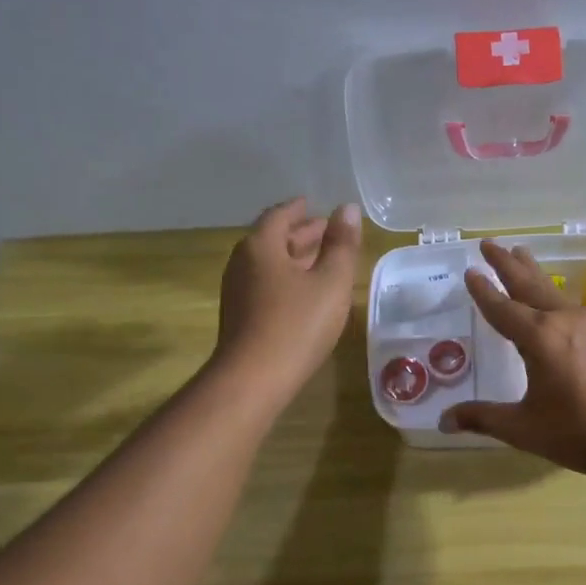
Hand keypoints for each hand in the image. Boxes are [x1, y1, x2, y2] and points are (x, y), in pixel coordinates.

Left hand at [215, 199, 362, 403]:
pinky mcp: (240, 316)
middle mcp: (242, 263)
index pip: (280, 215)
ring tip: (321, 260)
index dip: (299, 209)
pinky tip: (306, 292)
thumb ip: (342, 245)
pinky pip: (266, 284)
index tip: (314, 205)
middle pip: (272, 239)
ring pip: (269, 264)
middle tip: (327, 231)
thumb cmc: (297, 324)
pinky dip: (287, 278)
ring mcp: (238, 291)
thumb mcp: (330, 282)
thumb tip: (348, 209)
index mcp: (261, 246)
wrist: (254, 379)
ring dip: (294, 258)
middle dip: (300, 234)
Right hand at [441, 241, 585, 475]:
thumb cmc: (578, 431)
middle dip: (507, 264)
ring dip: (531, 272)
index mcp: (540, 338)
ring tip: (519, 252)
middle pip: (529, 285)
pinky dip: (549, 292)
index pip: (502, 308)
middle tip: (489, 243)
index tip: (470, 271)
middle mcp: (562, 322)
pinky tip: (551, 298)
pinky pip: (566, 304)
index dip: (484, 292)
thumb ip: (482, 418)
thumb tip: (444, 420)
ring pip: (551, 290)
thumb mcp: (523, 428)